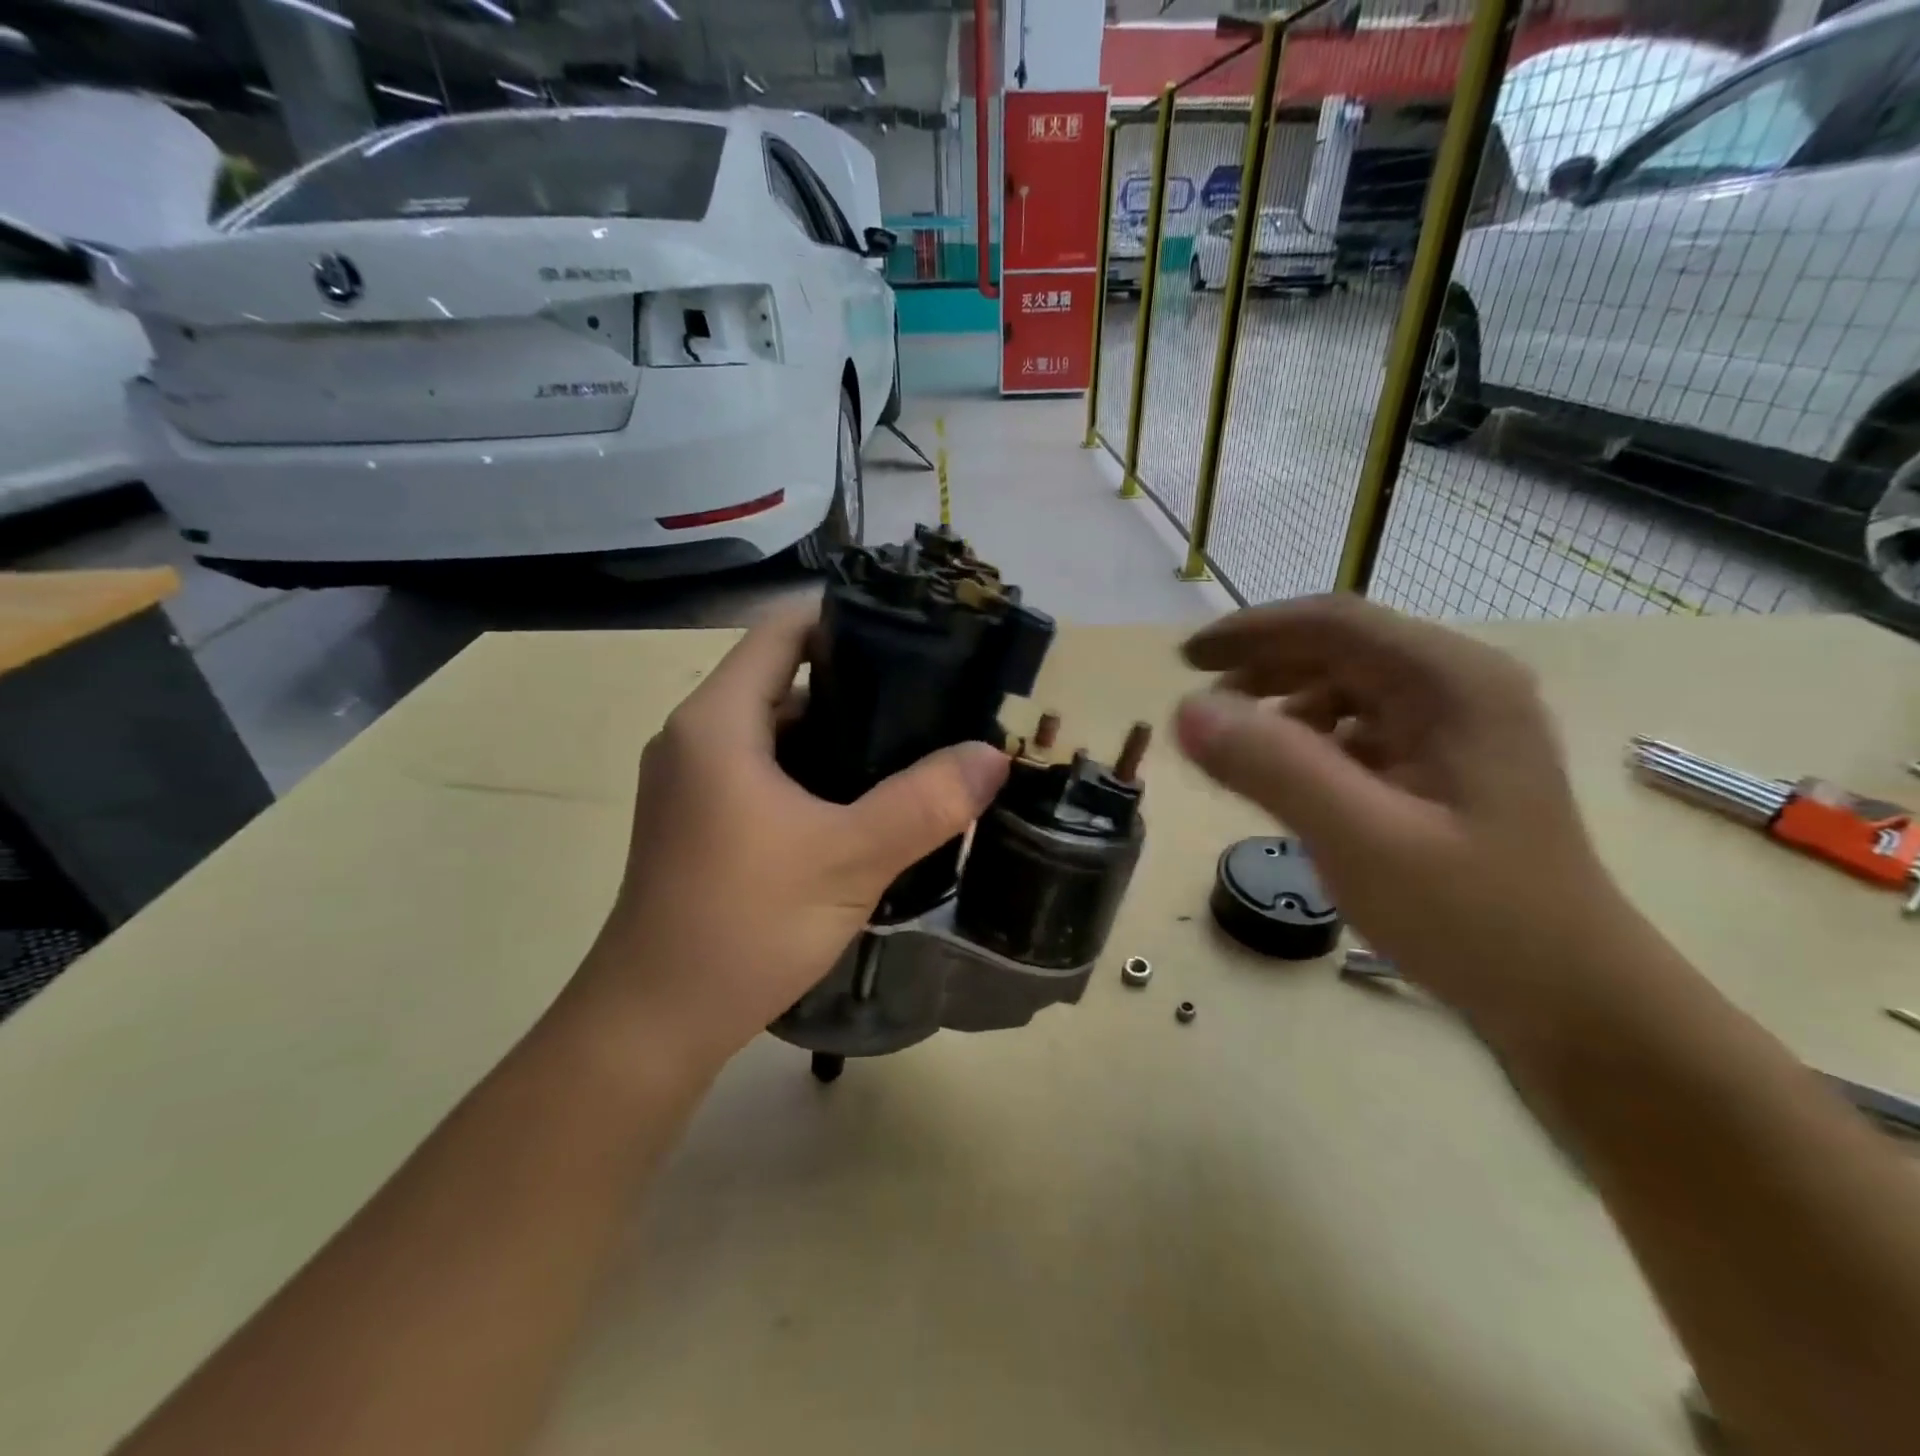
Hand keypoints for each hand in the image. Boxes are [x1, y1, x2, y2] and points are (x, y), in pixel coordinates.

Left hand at [571, 597, 1010, 1073]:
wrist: (655, 1023)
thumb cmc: (743, 926)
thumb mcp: (849, 860)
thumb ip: (925, 803)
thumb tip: (993, 756)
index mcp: (719, 721)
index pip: (783, 629)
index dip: (847, 618)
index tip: (915, 635)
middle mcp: (699, 736)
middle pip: (786, 677)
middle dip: (860, 682)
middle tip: (934, 698)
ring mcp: (696, 780)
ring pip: (781, 731)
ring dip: (843, 734)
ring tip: (916, 745)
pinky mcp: (704, 819)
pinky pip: (769, 770)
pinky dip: (818, 772)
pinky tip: (871, 799)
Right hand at [1174, 595, 1621, 1013]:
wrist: (1574, 1004)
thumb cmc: (1476, 919)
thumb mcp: (1362, 841)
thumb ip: (1273, 767)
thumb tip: (1187, 710)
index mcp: (1453, 683)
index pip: (1333, 623)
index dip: (1250, 632)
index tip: (1184, 662)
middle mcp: (1461, 687)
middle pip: (1341, 649)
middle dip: (1262, 668)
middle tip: (1200, 706)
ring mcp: (1460, 728)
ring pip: (1349, 689)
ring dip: (1284, 705)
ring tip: (1237, 747)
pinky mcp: (1449, 766)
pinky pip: (1363, 730)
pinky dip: (1312, 741)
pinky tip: (1292, 779)